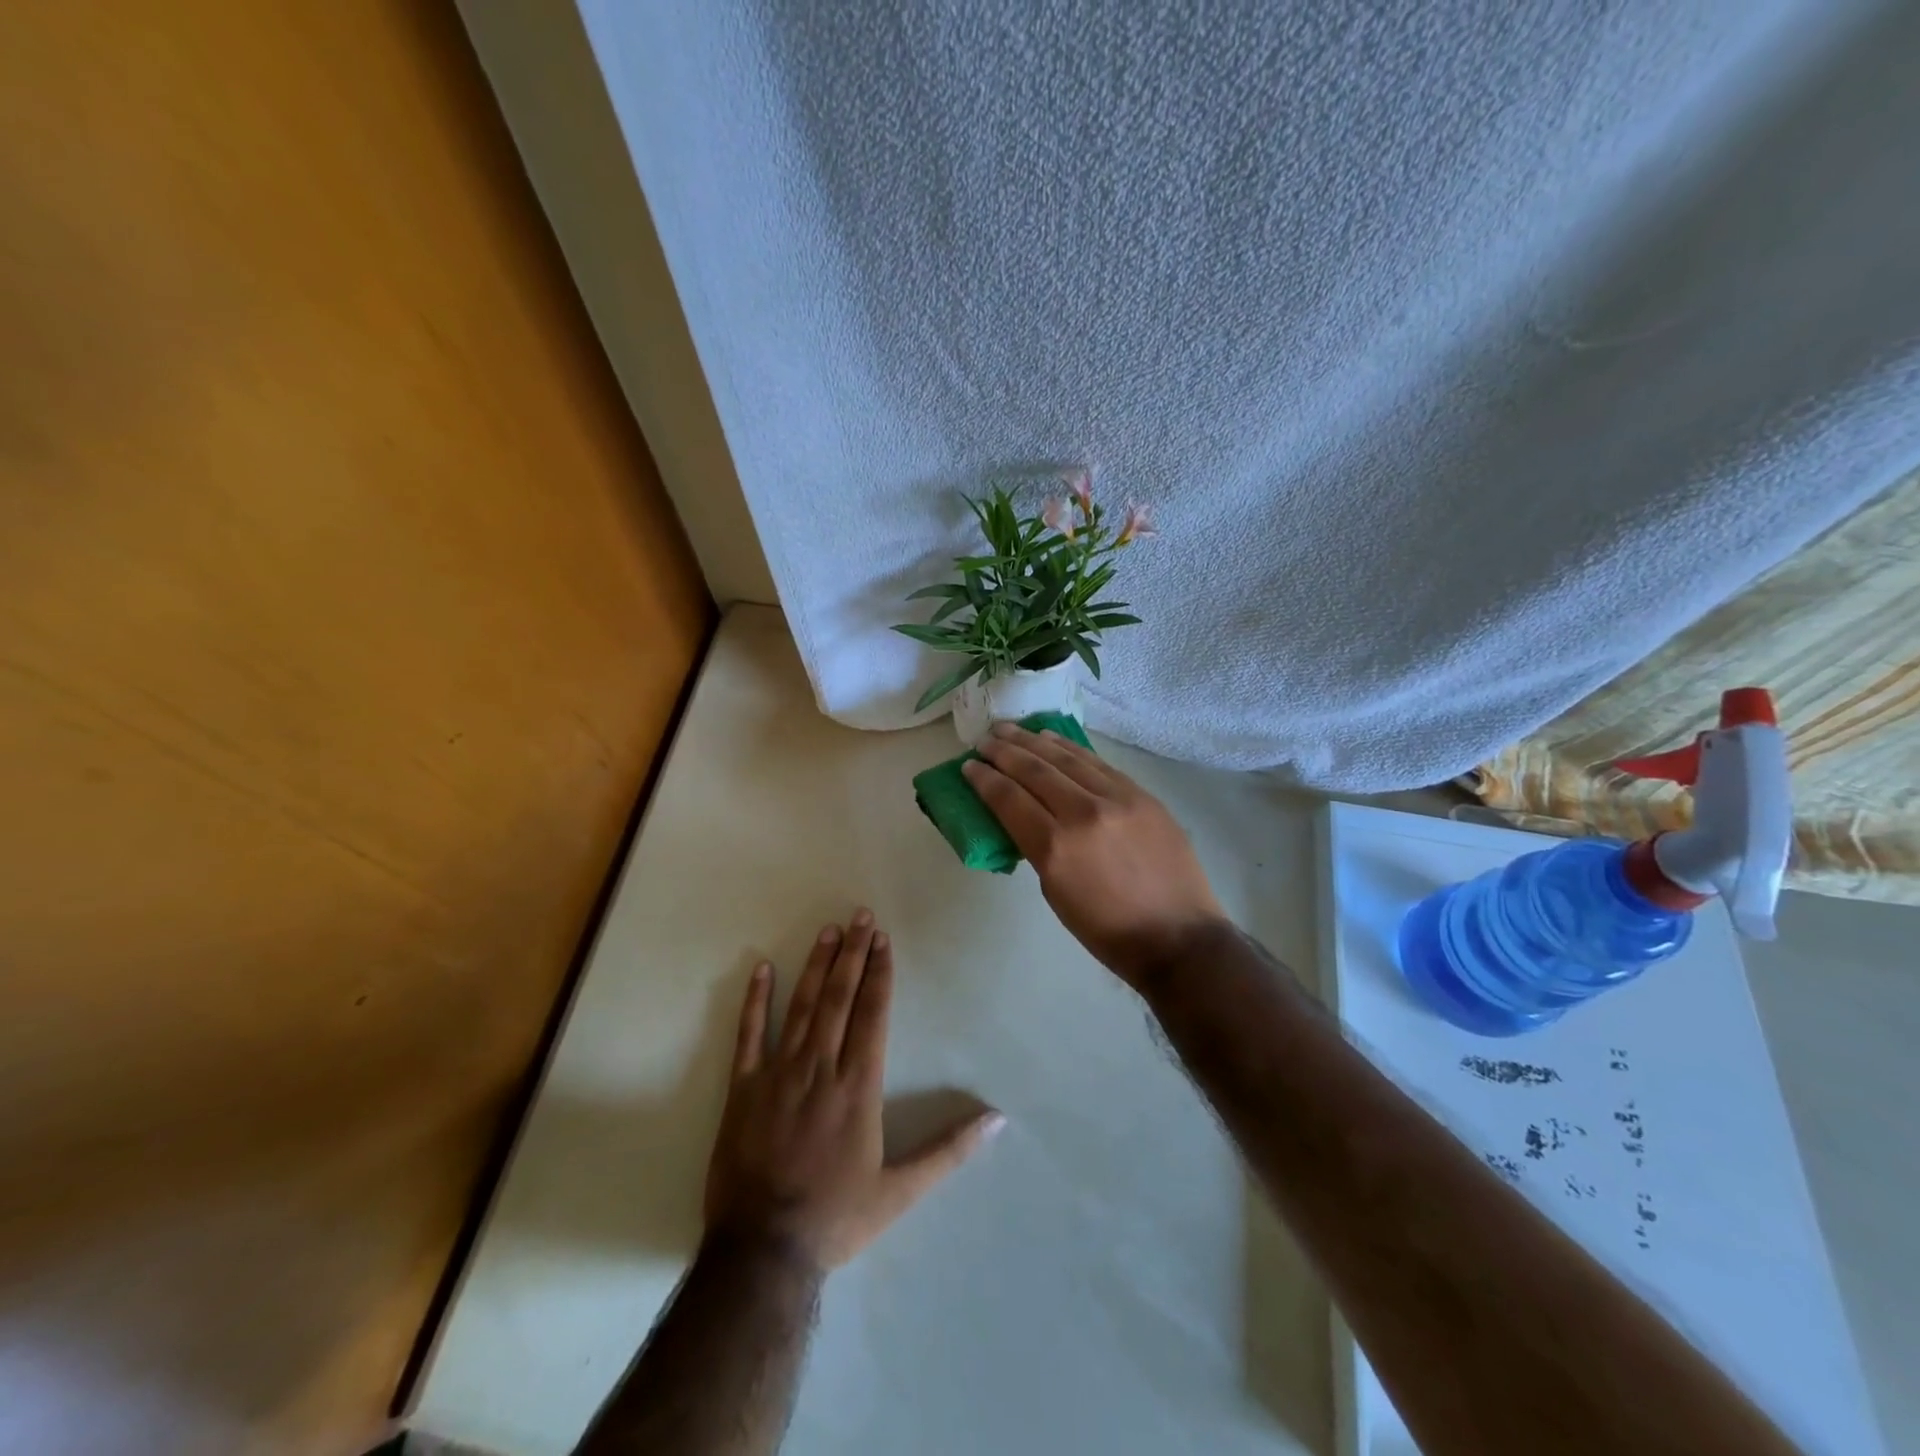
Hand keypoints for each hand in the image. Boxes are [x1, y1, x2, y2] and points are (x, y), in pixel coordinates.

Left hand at [704, 911, 1004, 1270]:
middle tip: (861, 916)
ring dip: (816, 965)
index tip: (884, 940)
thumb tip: (996, 1120)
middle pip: (839, 998)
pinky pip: (749, 1036)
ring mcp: (778, 1074)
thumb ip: (949, 1151)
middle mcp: (821, 1068)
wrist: (763, 1252)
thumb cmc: (836, 1218)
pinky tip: (762, 968)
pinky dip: (755, 1001)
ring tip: (828, 930)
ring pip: (801, 1007)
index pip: (873, 1014)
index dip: (880, 973)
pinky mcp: (742, 1089)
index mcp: (858, 1086)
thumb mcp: (901, 1192)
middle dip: (853, 954)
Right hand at [963, 724, 1226, 987]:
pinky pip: (1097, 763)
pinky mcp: (1141, 795)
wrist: (1178, 937)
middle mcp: (1083, 813)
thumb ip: (1038, 847)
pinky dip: (1070, 749)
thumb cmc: (1107, 930)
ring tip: (1010, 730)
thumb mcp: (1055, 893)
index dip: (984, 780)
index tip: (968, 766)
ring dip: (1033, 741)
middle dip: (1004, 751)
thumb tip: (1026, 817)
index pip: (1009, 799)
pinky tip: (1052, 740)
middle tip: (984, 739)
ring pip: (1066, 759)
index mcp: (1055, 847)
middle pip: (1034, 770)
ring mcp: (1117, 799)